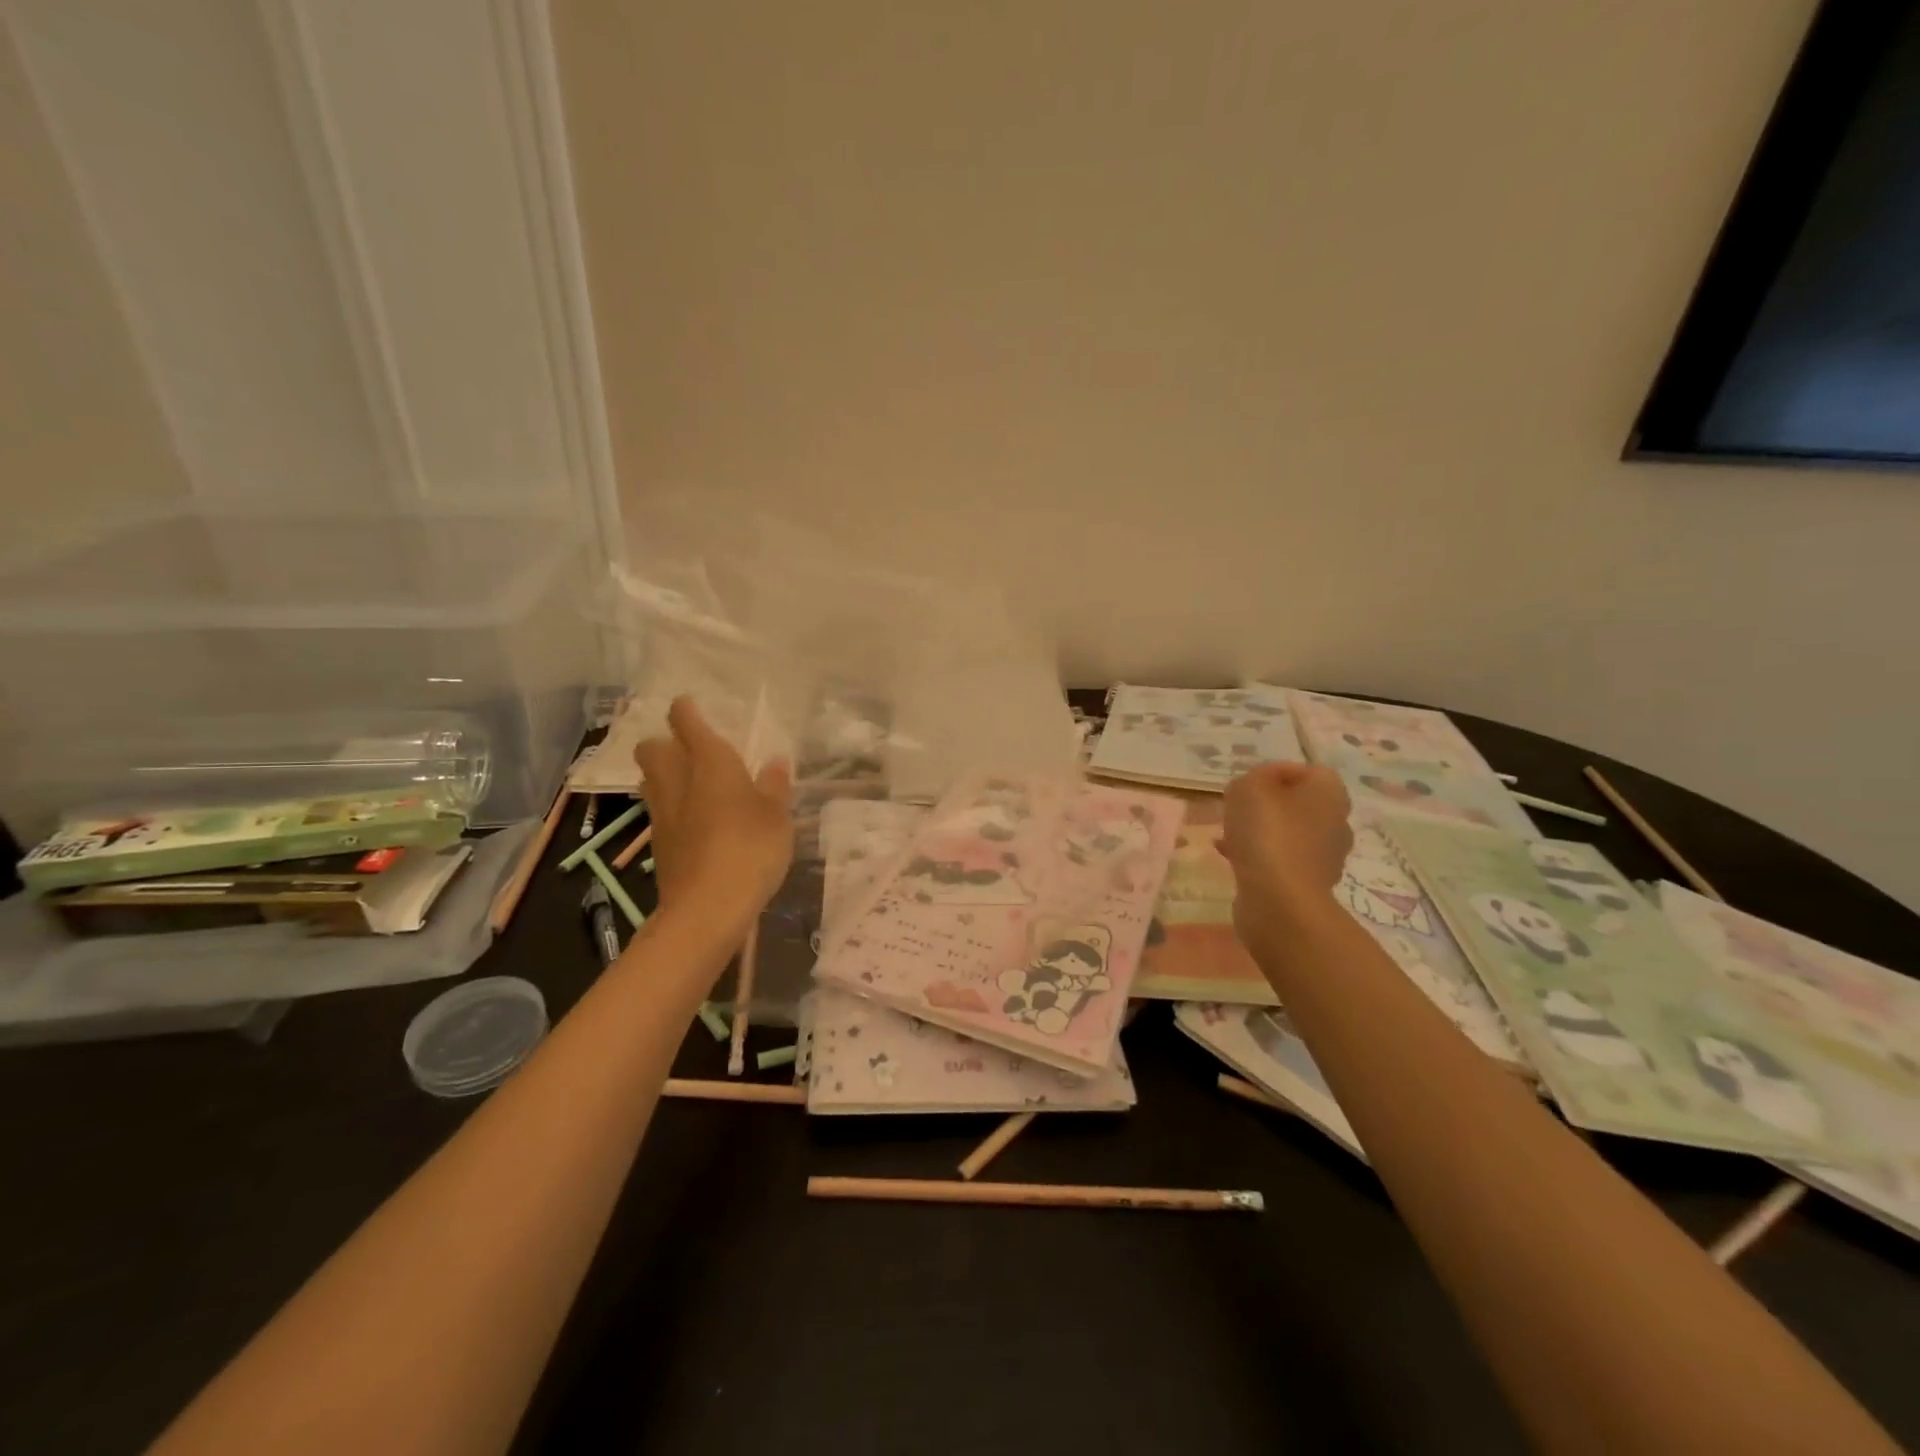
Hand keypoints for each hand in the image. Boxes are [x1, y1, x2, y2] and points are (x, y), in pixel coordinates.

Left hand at [634, 697, 793, 929]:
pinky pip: (659, 811)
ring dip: (663, 774)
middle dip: (663, 743)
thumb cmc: (750, 848)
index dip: (685, 710)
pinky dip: (671, 807)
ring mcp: (662, 814)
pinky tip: (694, 821)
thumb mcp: (777, 815)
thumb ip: (774, 786)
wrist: (708, 907)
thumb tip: (775, 762)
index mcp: (709, 762)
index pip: (686, 722)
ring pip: (650, 780)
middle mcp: (677, 780)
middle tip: (688, 750)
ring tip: (691, 783)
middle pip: (652, 749)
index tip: (688, 704)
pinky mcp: (658, 844)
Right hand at [1220, 762, 1352, 952]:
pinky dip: (1258, 856)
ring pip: (1287, 833)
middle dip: (1265, 805)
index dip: (1272, 773)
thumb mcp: (1250, 787)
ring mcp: (1325, 856)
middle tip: (1237, 810)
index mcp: (1330, 793)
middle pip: (1296, 803)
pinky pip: (1281, 859)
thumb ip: (1255, 776)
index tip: (1246, 785)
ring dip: (1259, 831)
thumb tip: (1262, 784)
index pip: (1305, 771)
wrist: (1279, 901)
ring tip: (1227, 835)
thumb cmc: (1268, 834)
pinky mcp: (1308, 884)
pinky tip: (1230, 857)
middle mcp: (1336, 822)